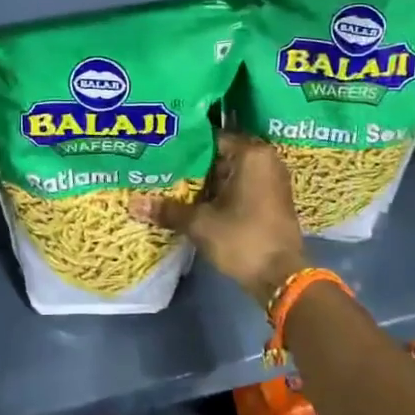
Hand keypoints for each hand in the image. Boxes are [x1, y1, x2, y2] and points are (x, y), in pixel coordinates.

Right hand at [130, 132, 307, 303]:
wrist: (280, 277)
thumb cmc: (242, 239)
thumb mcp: (200, 224)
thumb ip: (168, 210)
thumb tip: (133, 204)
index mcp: (252, 154)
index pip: (212, 137)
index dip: (186, 145)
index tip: (162, 151)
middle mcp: (266, 160)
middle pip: (222, 155)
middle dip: (195, 164)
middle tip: (163, 167)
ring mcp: (272, 180)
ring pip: (232, 172)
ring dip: (208, 180)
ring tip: (174, 183)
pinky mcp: (273, 199)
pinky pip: (242, 186)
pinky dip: (222, 192)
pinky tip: (197, 200)